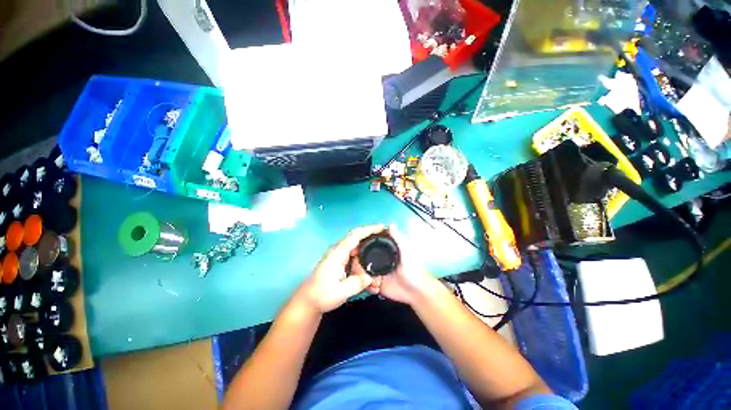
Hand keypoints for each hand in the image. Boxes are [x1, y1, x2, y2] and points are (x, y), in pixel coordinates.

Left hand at [296, 225, 384, 313]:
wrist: (308, 301)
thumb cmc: (321, 295)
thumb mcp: (340, 292)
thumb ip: (357, 283)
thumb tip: (370, 277)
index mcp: (338, 253)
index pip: (355, 235)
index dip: (369, 230)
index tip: (382, 227)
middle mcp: (339, 250)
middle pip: (358, 238)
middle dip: (371, 238)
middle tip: (385, 241)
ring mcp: (339, 255)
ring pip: (357, 248)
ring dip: (368, 251)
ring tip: (379, 256)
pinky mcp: (340, 261)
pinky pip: (355, 256)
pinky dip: (364, 259)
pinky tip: (369, 267)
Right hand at [354, 225, 435, 305]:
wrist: (416, 292)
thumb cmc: (413, 270)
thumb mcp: (407, 253)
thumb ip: (399, 240)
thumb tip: (391, 224)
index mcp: (384, 250)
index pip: (368, 245)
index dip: (361, 246)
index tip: (355, 250)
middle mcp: (377, 259)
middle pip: (361, 258)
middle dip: (358, 264)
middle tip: (360, 270)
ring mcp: (375, 271)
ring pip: (360, 270)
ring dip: (362, 276)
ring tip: (373, 281)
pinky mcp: (375, 283)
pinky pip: (365, 282)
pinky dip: (367, 285)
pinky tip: (376, 287)